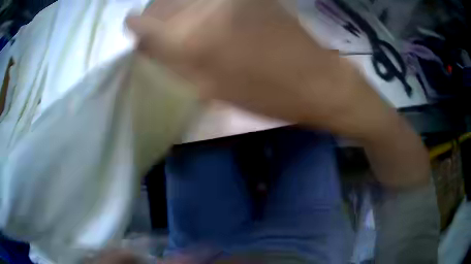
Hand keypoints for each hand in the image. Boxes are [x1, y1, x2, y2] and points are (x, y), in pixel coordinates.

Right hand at [126, 0, 395, 139]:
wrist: (314, 80)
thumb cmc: (263, 94)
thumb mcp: (208, 87)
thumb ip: (171, 60)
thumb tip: (146, 43)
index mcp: (190, 39)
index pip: (143, 22)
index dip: (136, 26)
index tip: (136, 30)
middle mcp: (205, 8)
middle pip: (162, 2)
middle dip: (156, 15)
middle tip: (159, 29)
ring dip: (177, 8)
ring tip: (187, 25)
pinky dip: (201, 5)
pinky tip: (210, 16)